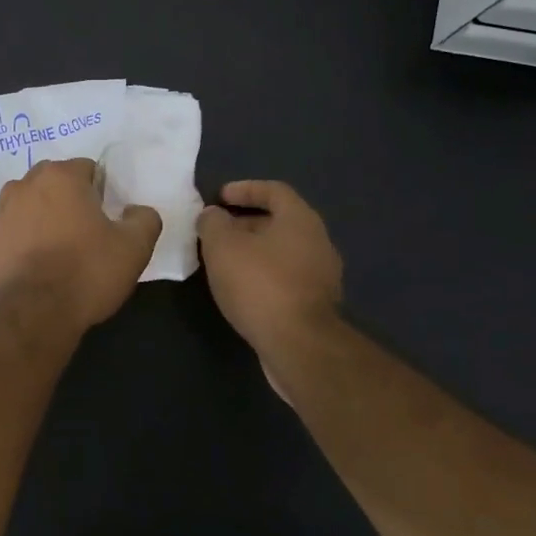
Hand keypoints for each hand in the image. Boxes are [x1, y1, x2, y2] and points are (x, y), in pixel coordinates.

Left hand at [0, 159, 160, 328]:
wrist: (34, 313)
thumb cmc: (87, 272)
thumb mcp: (134, 247)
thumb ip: (144, 219)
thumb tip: (136, 211)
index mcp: (61, 176)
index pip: (88, 169)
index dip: (102, 193)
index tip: (108, 220)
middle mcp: (26, 184)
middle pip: (55, 182)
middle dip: (70, 199)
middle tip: (87, 232)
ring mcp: (3, 211)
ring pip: (32, 203)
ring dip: (45, 215)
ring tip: (61, 247)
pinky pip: (15, 228)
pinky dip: (27, 237)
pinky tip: (40, 262)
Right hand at [196, 181, 342, 365]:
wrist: (299, 346)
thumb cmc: (259, 285)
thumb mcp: (222, 246)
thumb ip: (213, 223)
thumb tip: (213, 216)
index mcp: (300, 220)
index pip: (274, 190)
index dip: (245, 189)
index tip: (219, 197)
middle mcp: (318, 242)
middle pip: (279, 221)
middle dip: (245, 222)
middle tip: (216, 231)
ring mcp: (321, 275)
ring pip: (282, 251)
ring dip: (253, 250)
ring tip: (223, 260)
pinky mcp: (316, 304)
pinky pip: (286, 276)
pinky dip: (263, 274)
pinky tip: (241, 287)